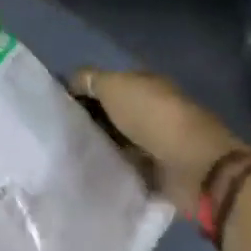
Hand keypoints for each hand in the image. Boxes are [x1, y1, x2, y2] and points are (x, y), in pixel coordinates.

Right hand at [70, 69, 247, 212]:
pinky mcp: (156, 171)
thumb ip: (89, 79)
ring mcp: (155, 141)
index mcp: (145, 84)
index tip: (56, 105)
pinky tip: (87, 170)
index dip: (82, 91)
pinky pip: (124, 166)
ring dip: (98, 146)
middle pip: (111, 112)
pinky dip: (110, 168)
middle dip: (87, 120)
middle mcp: (151, 109)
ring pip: (115, 140)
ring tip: (66, 153)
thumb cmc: (153, 117)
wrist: (193, 167)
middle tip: (58, 131)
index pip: (107, 83)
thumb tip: (70, 82)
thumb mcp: (114, 86)